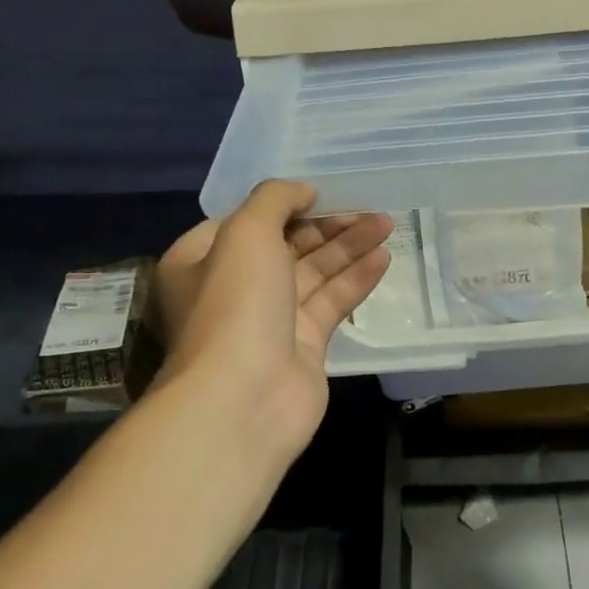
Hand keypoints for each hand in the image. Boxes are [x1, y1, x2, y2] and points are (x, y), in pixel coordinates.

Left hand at [150, 182, 391, 463]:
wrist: (245, 397)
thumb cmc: (235, 303)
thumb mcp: (246, 232)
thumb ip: (275, 199)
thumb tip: (303, 191)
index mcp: (202, 261)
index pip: (244, 224)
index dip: (283, 206)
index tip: (321, 193)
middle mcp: (233, 289)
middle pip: (286, 246)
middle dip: (326, 226)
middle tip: (368, 208)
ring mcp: (270, 319)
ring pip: (314, 273)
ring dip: (348, 248)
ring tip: (386, 223)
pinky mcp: (304, 345)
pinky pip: (332, 303)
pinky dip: (355, 279)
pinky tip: (383, 258)